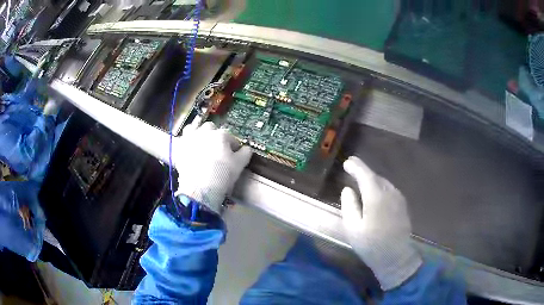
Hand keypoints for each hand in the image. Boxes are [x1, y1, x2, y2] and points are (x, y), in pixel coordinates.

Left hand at [172, 122, 251, 214]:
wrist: (201, 188)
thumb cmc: (223, 174)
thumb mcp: (240, 164)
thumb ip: (245, 153)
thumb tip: (246, 149)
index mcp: (221, 135)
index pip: (230, 137)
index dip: (233, 145)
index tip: (233, 154)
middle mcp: (204, 132)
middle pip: (210, 128)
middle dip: (214, 135)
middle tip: (216, 148)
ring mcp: (190, 138)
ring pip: (193, 128)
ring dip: (197, 133)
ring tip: (200, 143)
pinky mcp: (179, 148)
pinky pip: (182, 140)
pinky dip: (186, 142)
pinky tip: (189, 150)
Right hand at [341, 156, 421, 289]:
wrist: (395, 256)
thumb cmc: (371, 245)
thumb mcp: (353, 228)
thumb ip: (349, 205)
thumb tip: (348, 189)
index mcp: (376, 197)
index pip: (365, 175)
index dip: (356, 166)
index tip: (347, 162)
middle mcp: (389, 193)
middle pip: (375, 177)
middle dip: (363, 172)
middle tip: (351, 169)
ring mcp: (398, 198)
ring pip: (383, 183)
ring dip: (372, 180)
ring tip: (361, 182)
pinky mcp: (402, 205)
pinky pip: (389, 190)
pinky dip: (380, 187)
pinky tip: (375, 195)